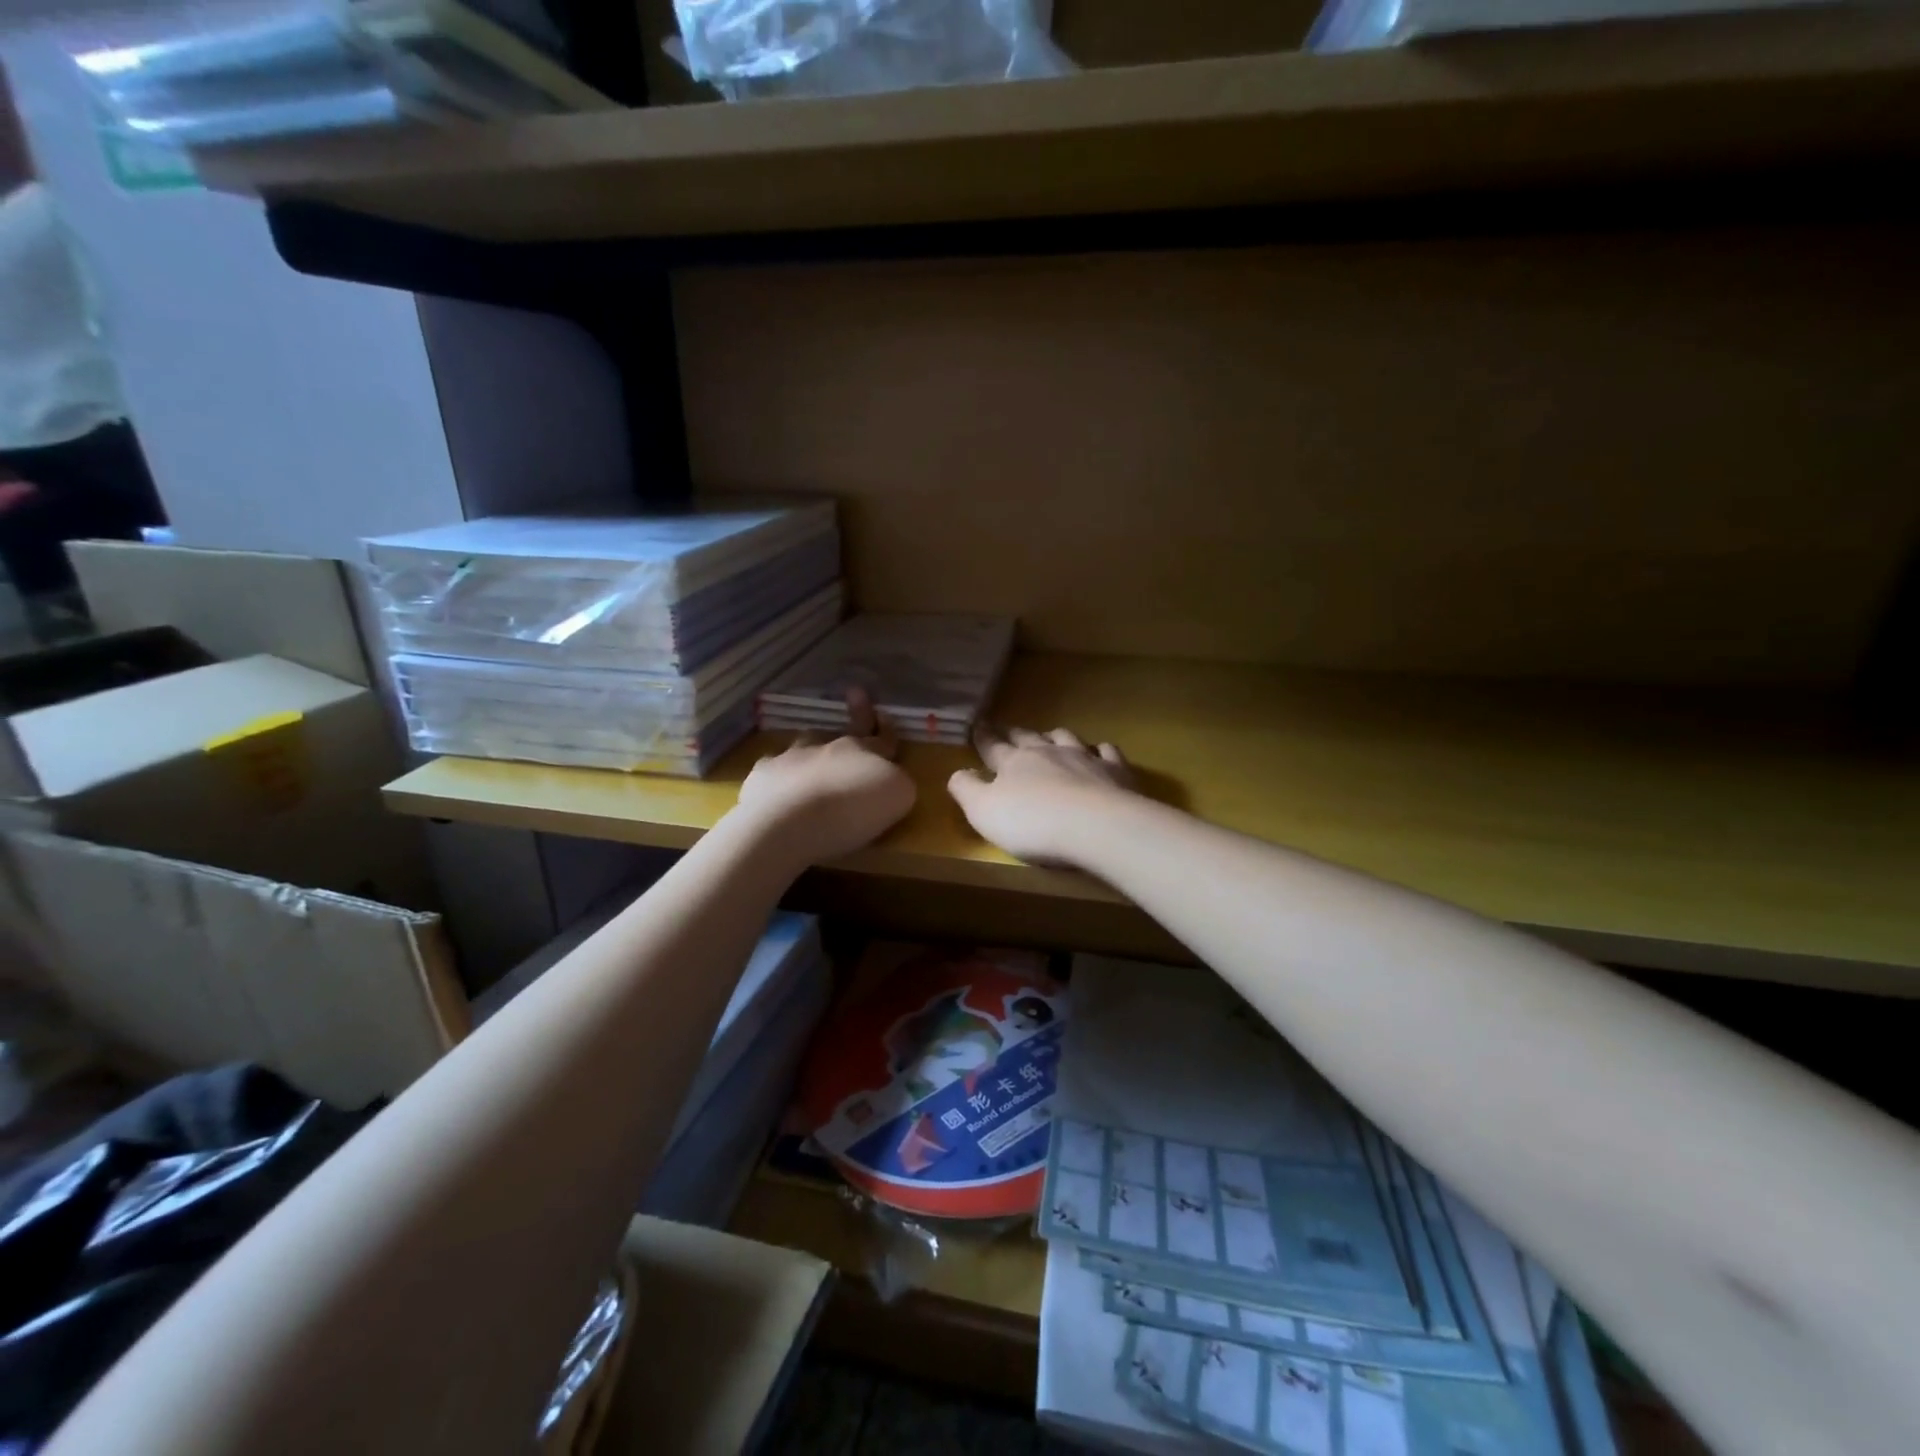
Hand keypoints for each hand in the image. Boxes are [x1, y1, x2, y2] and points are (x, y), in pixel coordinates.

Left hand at [734, 688, 916, 863]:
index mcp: (865, 751)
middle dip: (857, 712)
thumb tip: (892, 781)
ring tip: (813, 748)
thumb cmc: (851, 811)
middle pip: (847, 730)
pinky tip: (778, 781)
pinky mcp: (764, 776)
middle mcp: (830, 748)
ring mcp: (793, 757)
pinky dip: (779, 772)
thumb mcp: (897, 797)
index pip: (883, 738)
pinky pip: (774, 767)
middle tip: (856, 692)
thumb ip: (898, 784)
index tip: (886, 715)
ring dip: (814, 744)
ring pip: (807, 742)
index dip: (887, 729)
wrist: (789, 821)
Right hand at [947, 726, 1136, 866]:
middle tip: (1006, 729)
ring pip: (1065, 738)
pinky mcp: (1115, 771)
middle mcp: (1047, 752)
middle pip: (1027, 738)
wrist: (1096, 826)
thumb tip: (957, 773)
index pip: (992, 746)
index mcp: (1013, 762)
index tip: (976, 725)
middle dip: (1014, 733)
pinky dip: (1100, 750)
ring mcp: (1084, 757)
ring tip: (1050, 736)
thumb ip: (966, 790)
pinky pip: (1107, 752)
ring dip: (1054, 736)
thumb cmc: (1033, 823)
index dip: (982, 737)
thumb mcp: (983, 812)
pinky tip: (1100, 751)